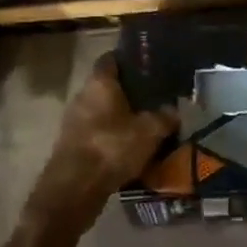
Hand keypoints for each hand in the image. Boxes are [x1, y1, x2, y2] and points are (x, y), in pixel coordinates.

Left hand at [27, 54, 176, 229]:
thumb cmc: (112, 147)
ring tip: (143, 125)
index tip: (146, 65)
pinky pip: (95, 133)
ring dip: (118, 117)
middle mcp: (82, 95)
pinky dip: (110, 137)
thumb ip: (164, 117)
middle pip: (106, 87)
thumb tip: (175, 110)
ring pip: (100, 111)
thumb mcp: (149, 132)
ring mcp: (73, 120)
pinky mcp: (71, 144)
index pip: (111, 59)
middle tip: (151, 99)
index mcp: (99, 83)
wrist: (74, 187)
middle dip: (126, 92)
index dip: (127, 60)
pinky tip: (127, 149)